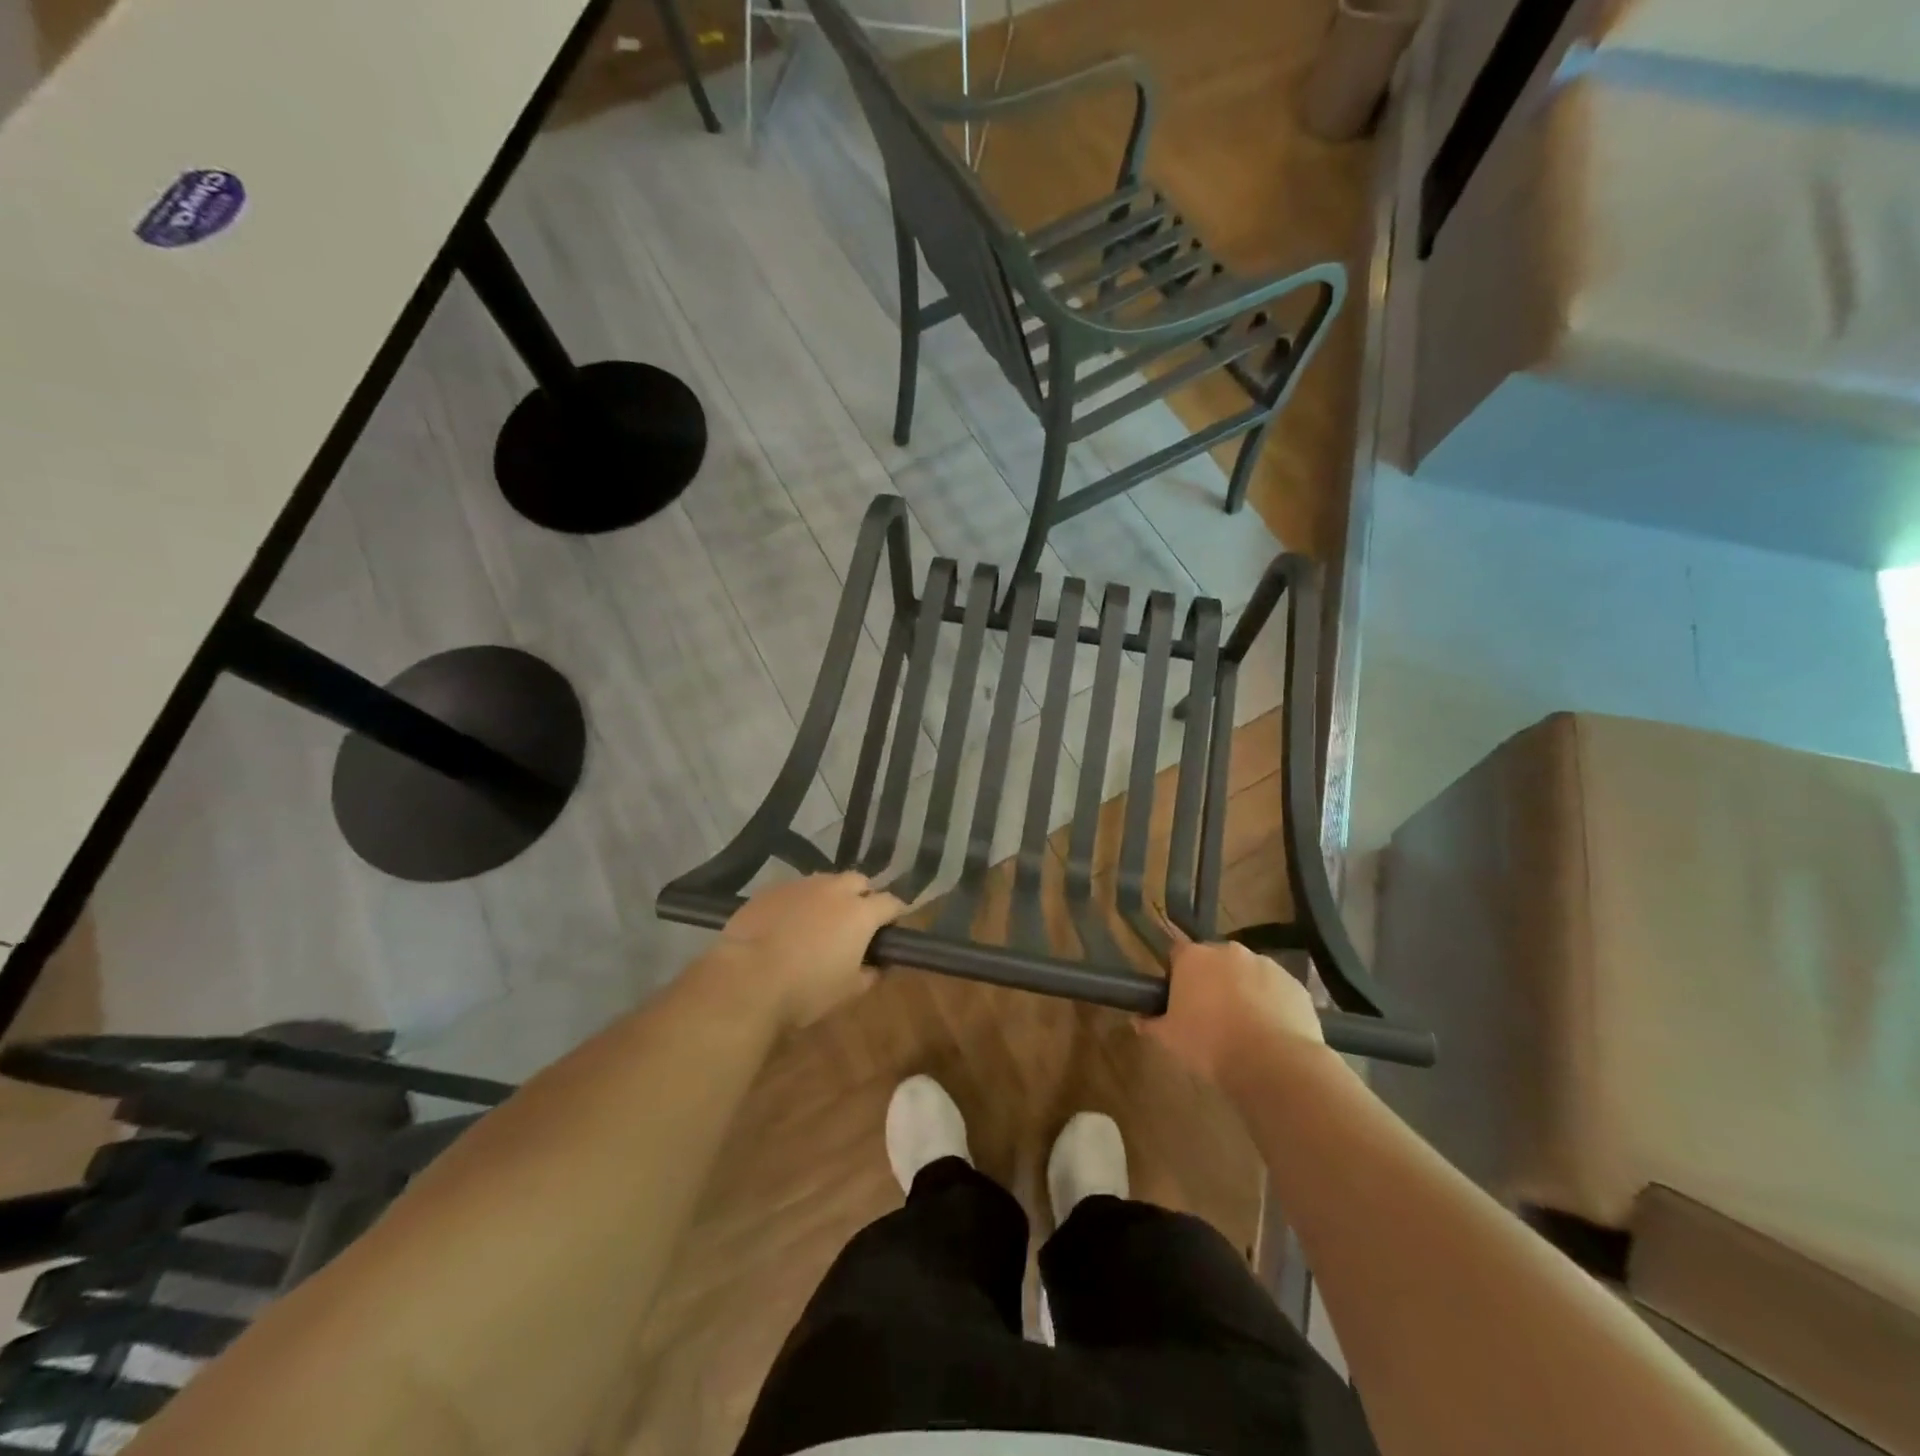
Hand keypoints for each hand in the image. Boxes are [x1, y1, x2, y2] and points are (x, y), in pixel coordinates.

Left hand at [703, 873, 907, 1031]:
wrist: (746, 979)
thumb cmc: (806, 990)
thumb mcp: (847, 992)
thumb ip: (870, 974)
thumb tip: (876, 966)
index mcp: (861, 913)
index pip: (891, 902)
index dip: (895, 914)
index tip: (892, 927)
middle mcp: (835, 889)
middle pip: (859, 882)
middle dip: (862, 896)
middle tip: (854, 922)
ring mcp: (801, 885)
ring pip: (825, 882)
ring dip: (830, 897)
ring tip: (818, 922)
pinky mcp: (771, 889)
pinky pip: (794, 890)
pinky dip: (799, 902)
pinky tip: (787, 924)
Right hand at [1142, 934, 1324, 1084]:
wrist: (1273, 1062)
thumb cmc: (1210, 1044)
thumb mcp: (1169, 1039)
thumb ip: (1151, 1024)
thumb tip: (1137, 1019)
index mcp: (1194, 957)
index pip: (1178, 954)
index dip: (1177, 975)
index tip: (1180, 999)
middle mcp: (1229, 951)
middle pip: (1215, 960)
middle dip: (1212, 980)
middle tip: (1211, 1014)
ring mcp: (1265, 964)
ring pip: (1248, 973)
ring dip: (1244, 990)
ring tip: (1245, 1027)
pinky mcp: (1294, 983)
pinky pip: (1276, 989)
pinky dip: (1271, 1003)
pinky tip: (1270, 1032)